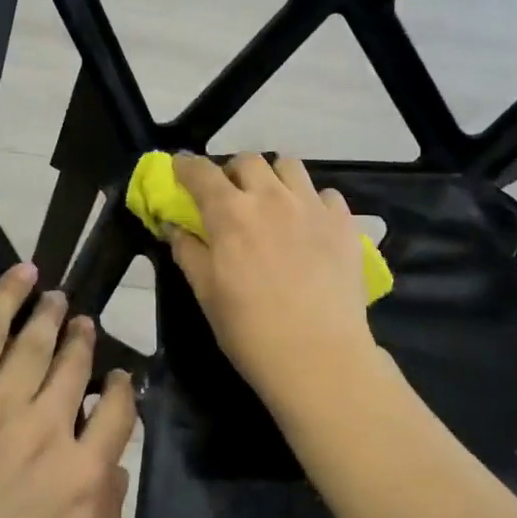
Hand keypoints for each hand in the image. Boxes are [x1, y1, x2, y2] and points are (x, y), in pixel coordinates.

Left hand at [0, 265, 136, 517]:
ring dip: (50, 316)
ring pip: (36, 344)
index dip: (119, 391)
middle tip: (83, 323)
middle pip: (76, 371)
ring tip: (56, 299)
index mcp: (87, 484)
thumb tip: (113, 471)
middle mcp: (52, 434)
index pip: (118, 418)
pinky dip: (6, 297)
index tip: (115, 380)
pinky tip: (21, 276)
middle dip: (82, 343)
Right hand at [166, 153, 379, 411]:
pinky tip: (309, 226)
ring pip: (289, 165)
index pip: (200, 172)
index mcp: (230, 213)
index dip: (185, 166)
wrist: (319, 356)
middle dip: (232, 172)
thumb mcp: (206, 293)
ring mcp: (311, 206)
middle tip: (230, 197)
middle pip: (248, 161)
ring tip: (272, 203)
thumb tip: (173, 226)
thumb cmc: (250, 330)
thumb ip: (187, 252)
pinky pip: (326, 194)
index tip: (180, 169)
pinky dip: (312, 202)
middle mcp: (271, 198)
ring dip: (273, 177)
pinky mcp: (343, 223)